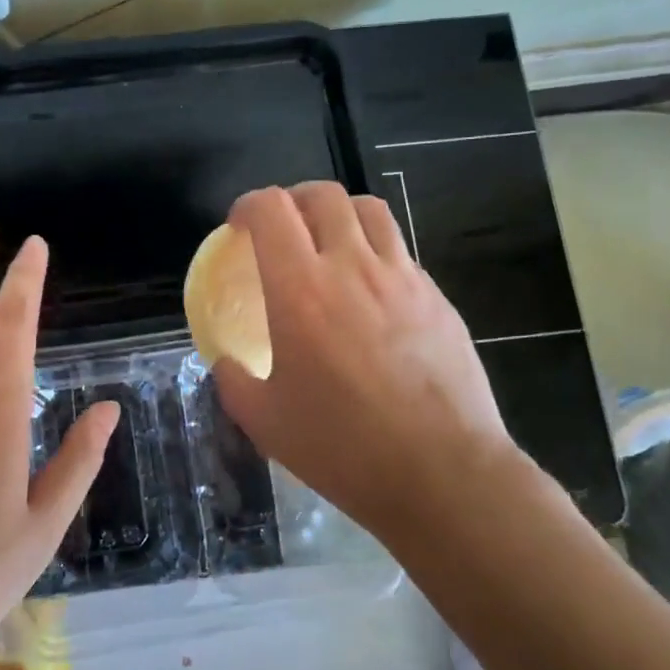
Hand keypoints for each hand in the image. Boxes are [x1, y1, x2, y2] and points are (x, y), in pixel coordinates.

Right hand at [211, 183, 527, 547]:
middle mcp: (352, 267)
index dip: (247, 206)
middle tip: (282, 230)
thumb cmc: (344, 447)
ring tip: (329, 243)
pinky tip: (371, 292)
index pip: (271, 209)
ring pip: (369, 211)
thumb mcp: (265, 422)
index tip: (238, 228)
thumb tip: (226, 362)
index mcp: (301, 290)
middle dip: (293, 200)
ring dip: (339, 214)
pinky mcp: (437, 297)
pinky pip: (400, 251)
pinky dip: (375, 251)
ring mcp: (402, 278)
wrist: (442, 474)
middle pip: (323, 195)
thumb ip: (234, 381)